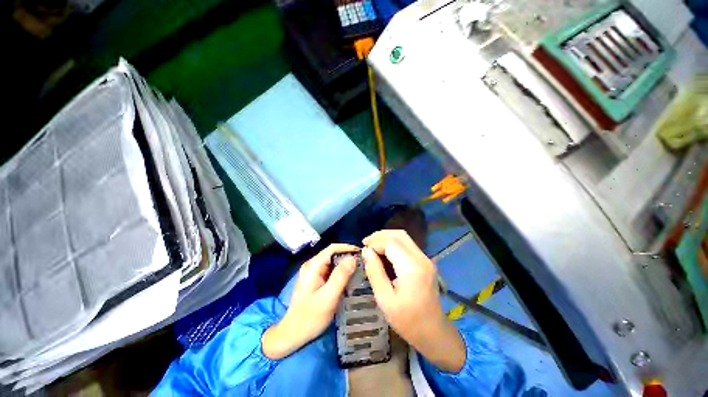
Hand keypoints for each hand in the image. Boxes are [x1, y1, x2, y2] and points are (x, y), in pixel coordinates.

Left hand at [262, 244, 357, 359]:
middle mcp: (312, 265)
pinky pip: (330, 270)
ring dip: (345, 265)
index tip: (362, 254)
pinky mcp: (315, 280)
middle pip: (333, 254)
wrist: (293, 334)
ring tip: (360, 270)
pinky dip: (341, 272)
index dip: (348, 248)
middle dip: (348, 256)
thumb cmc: (310, 317)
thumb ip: (340, 276)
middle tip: (363, 264)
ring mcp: (313, 272)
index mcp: (313, 266)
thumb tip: (353, 258)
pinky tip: (349, 279)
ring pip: (332, 262)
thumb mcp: (328, 296)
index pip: (332, 248)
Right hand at [362, 230, 465, 372]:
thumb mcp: (384, 299)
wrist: (433, 332)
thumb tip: (366, 251)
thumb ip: (374, 271)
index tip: (363, 250)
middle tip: (366, 244)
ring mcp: (425, 259)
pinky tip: (384, 253)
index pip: (391, 242)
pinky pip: (407, 245)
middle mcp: (421, 258)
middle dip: (380, 236)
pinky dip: (393, 244)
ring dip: (386, 238)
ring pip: (404, 237)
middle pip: (399, 235)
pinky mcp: (425, 262)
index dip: (375, 242)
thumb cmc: (407, 320)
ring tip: (372, 247)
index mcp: (412, 267)